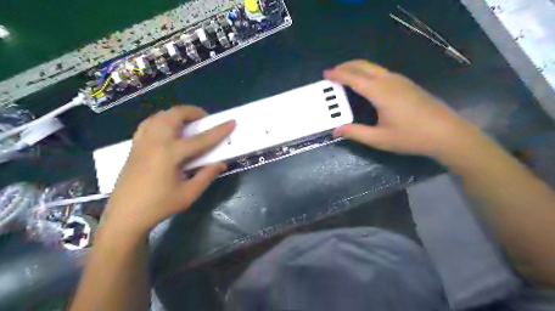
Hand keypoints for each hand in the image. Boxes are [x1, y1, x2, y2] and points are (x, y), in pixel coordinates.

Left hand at [102, 106, 234, 235]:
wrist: (125, 215)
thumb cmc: (159, 206)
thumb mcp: (188, 194)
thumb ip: (206, 175)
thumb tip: (222, 163)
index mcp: (170, 154)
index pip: (200, 139)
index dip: (219, 131)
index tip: (232, 122)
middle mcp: (155, 142)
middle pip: (175, 115)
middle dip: (193, 112)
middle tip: (205, 120)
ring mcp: (142, 142)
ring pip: (160, 115)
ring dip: (177, 114)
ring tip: (188, 123)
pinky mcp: (135, 146)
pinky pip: (149, 123)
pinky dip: (162, 120)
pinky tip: (168, 130)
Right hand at [326, 60, 481, 158]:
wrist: (447, 133)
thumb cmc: (411, 137)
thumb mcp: (379, 139)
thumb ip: (355, 133)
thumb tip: (335, 131)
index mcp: (380, 92)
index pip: (354, 78)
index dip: (338, 75)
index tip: (325, 73)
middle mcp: (389, 81)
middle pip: (364, 66)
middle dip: (346, 66)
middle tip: (333, 72)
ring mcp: (401, 81)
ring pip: (374, 67)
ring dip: (357, 68)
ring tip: (346, 76)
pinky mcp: (408, 84)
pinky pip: (382, 72)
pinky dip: (368, 73)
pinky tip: (367, 84)